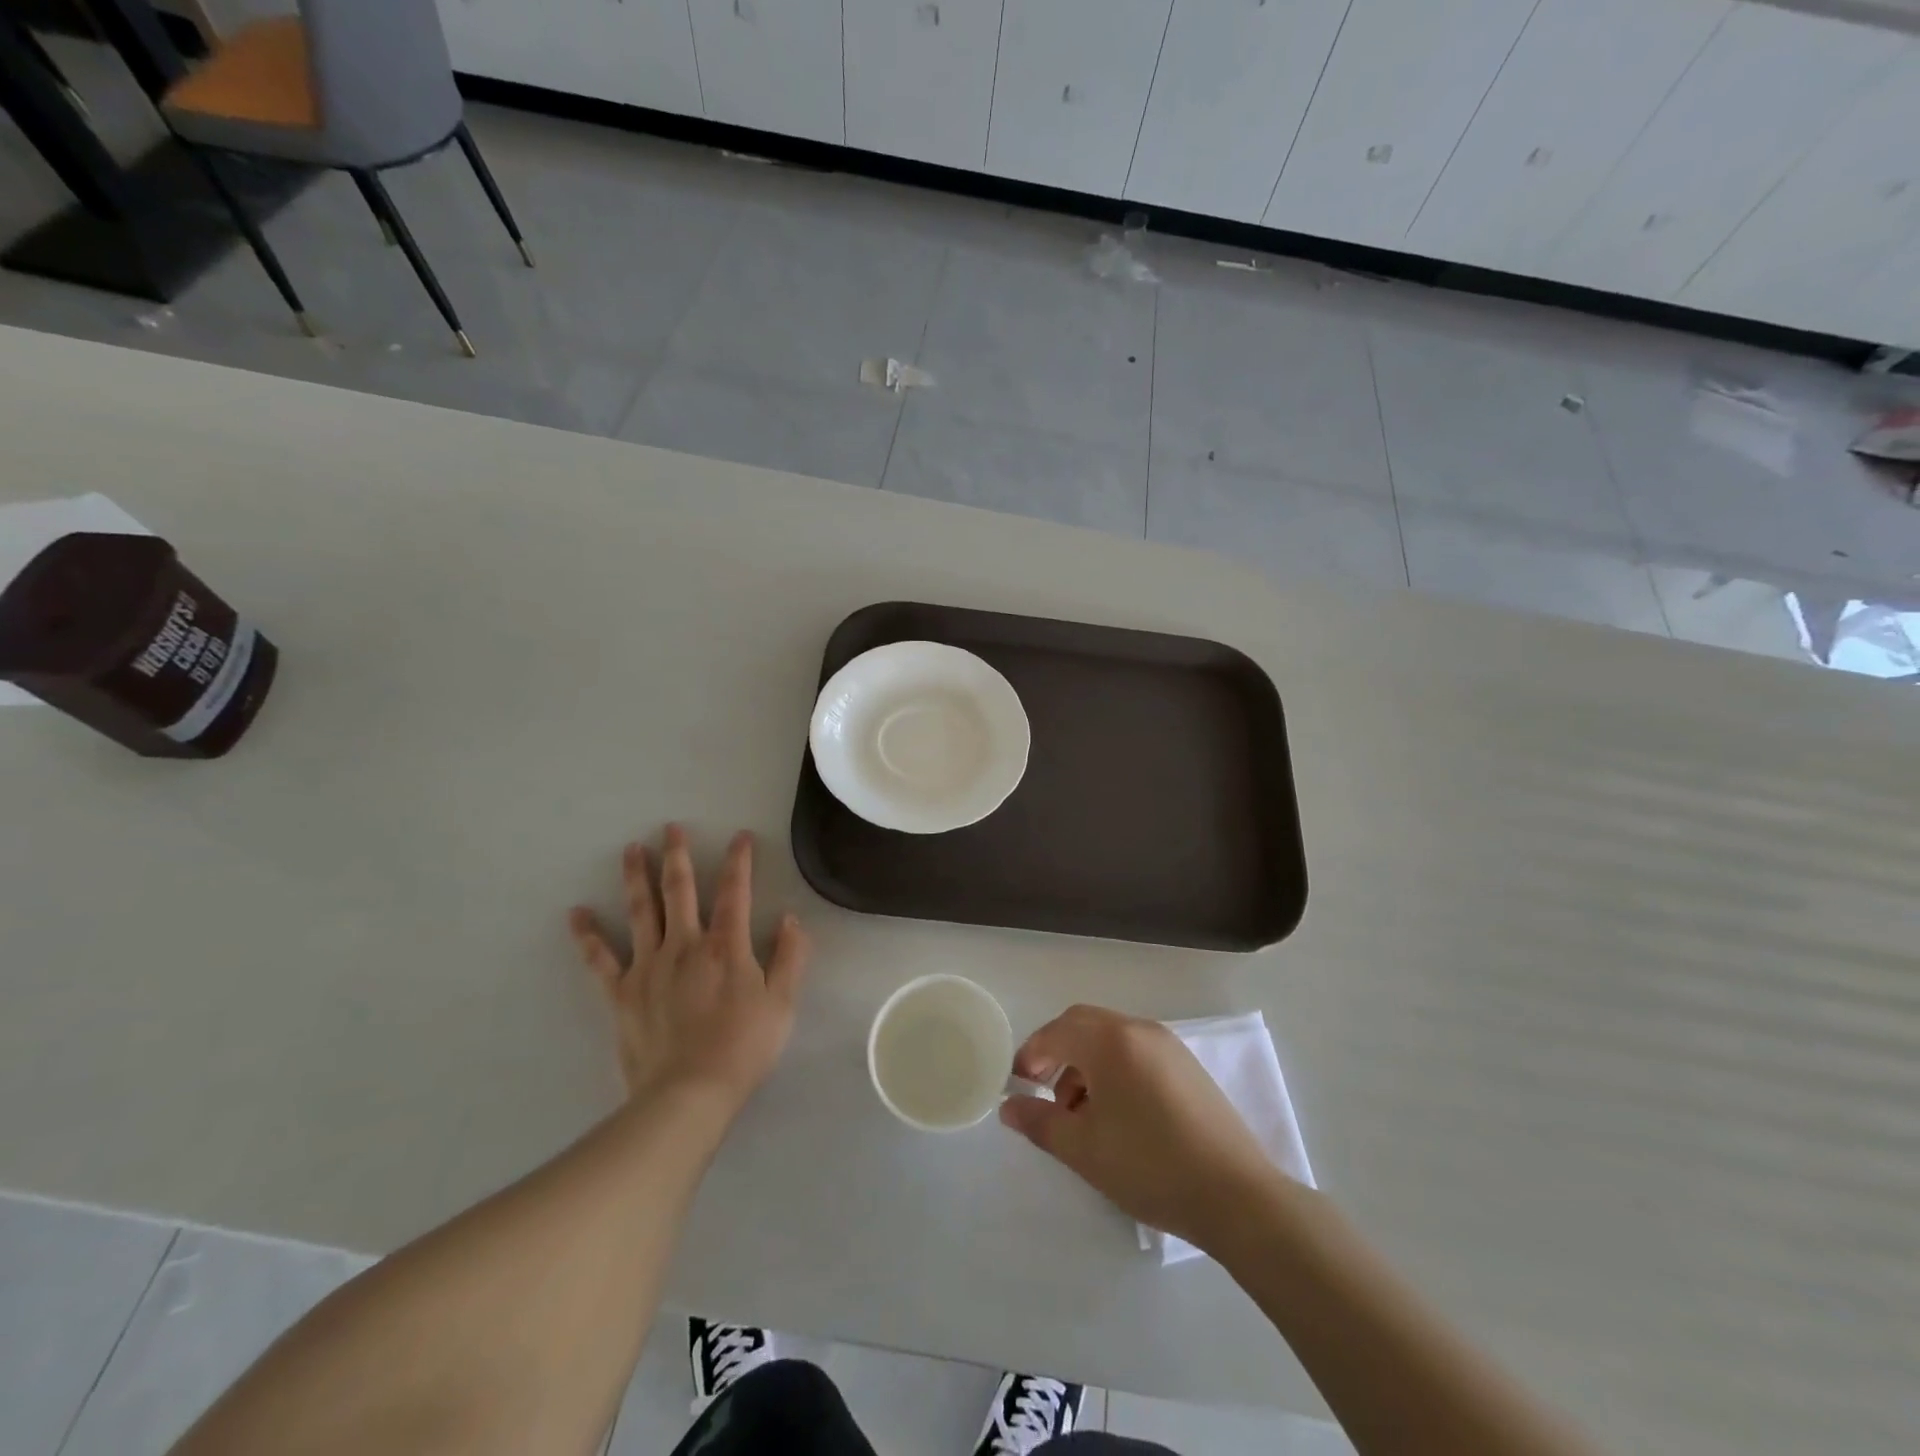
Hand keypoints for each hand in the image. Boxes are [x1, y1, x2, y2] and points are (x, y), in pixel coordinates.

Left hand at [568, 825, 807, 1110]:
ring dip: (636, 878)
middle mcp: (686, 945)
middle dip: (677, 857)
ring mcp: (649, 967)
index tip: (740, 836)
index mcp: (727, 947)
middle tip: (670, 828)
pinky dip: (588, 936)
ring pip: (641, 912)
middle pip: (680, 891)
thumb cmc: (743, 1048)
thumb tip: (790, 919)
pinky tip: (576, 914)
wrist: (688, 1094)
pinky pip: (601, 959)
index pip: (735, 892)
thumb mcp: (783, 1003)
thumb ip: (791, 957)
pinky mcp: (622, 993)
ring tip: (631, 850)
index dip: (739, 862)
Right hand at [1000, 1004, 1283, 1249]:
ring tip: (1081, 1115)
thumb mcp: (1083, 1150)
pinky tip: (1118, 1115)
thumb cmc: (1150, 1166)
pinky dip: (1114, 1070)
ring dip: (1086, 1063)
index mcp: (1111, 1041)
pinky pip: (1136, 1052)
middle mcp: (1139, 1030)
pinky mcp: (1187, 1066)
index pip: (1057, 1031)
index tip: (1019, 1086)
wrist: (1236, 1195)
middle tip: (1044, 1093)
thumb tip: (1008, 1107)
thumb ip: (1040, 1122)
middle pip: (1083, 1025)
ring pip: (1111, 1038)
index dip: (1031, 1055)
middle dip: (1057, 1053)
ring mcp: (1168, 1045)